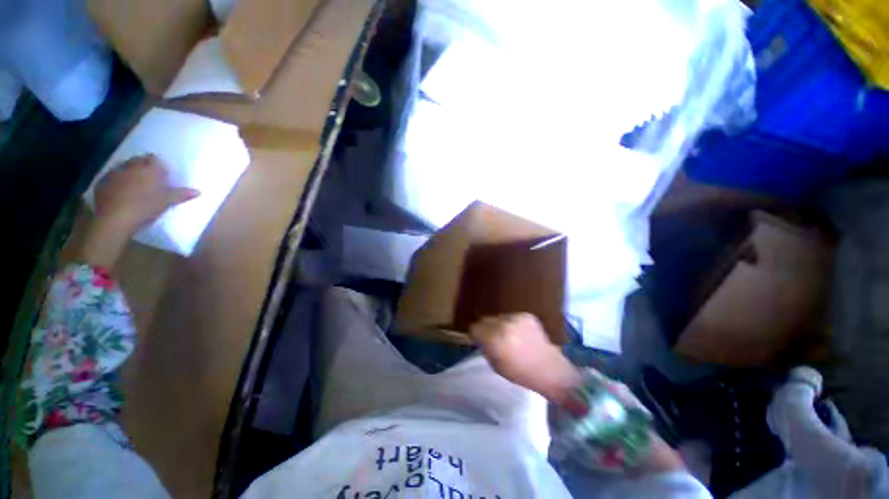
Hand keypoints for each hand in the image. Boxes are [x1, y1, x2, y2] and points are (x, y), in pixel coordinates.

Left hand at [93, 154, 198, 236]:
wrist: (114, 220)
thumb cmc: (144, 208)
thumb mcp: (166, 202)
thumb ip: (181, 195)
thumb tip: (198, 192)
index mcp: (148, 168)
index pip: (155, 159)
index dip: (159, 166)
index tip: (163, 175)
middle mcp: (130, 166)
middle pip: (138, 161)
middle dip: (143, 167)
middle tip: (149, 180)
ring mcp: (113, 173)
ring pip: (124, 168)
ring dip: (129, 173)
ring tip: (134, 186)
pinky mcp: (101, 182)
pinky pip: (111, 178)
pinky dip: (116, 182)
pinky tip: (120, 193)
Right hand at [470, 313, 580, 403]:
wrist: (549, 369)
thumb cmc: (520, 373)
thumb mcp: (496, 365)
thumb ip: (486, 348)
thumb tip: (480, 338)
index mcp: (494, 339)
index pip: (475, 327)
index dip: (475, 334)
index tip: (478, 339)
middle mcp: (503, 324)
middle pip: (486, 320)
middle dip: (486, 328)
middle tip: (493, 338)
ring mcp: (516, 318)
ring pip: (499, 317)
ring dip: (500, 325)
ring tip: (509, 336)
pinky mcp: (527, 315)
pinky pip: (512, 317)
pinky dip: (513, 324)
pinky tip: (521, 334)